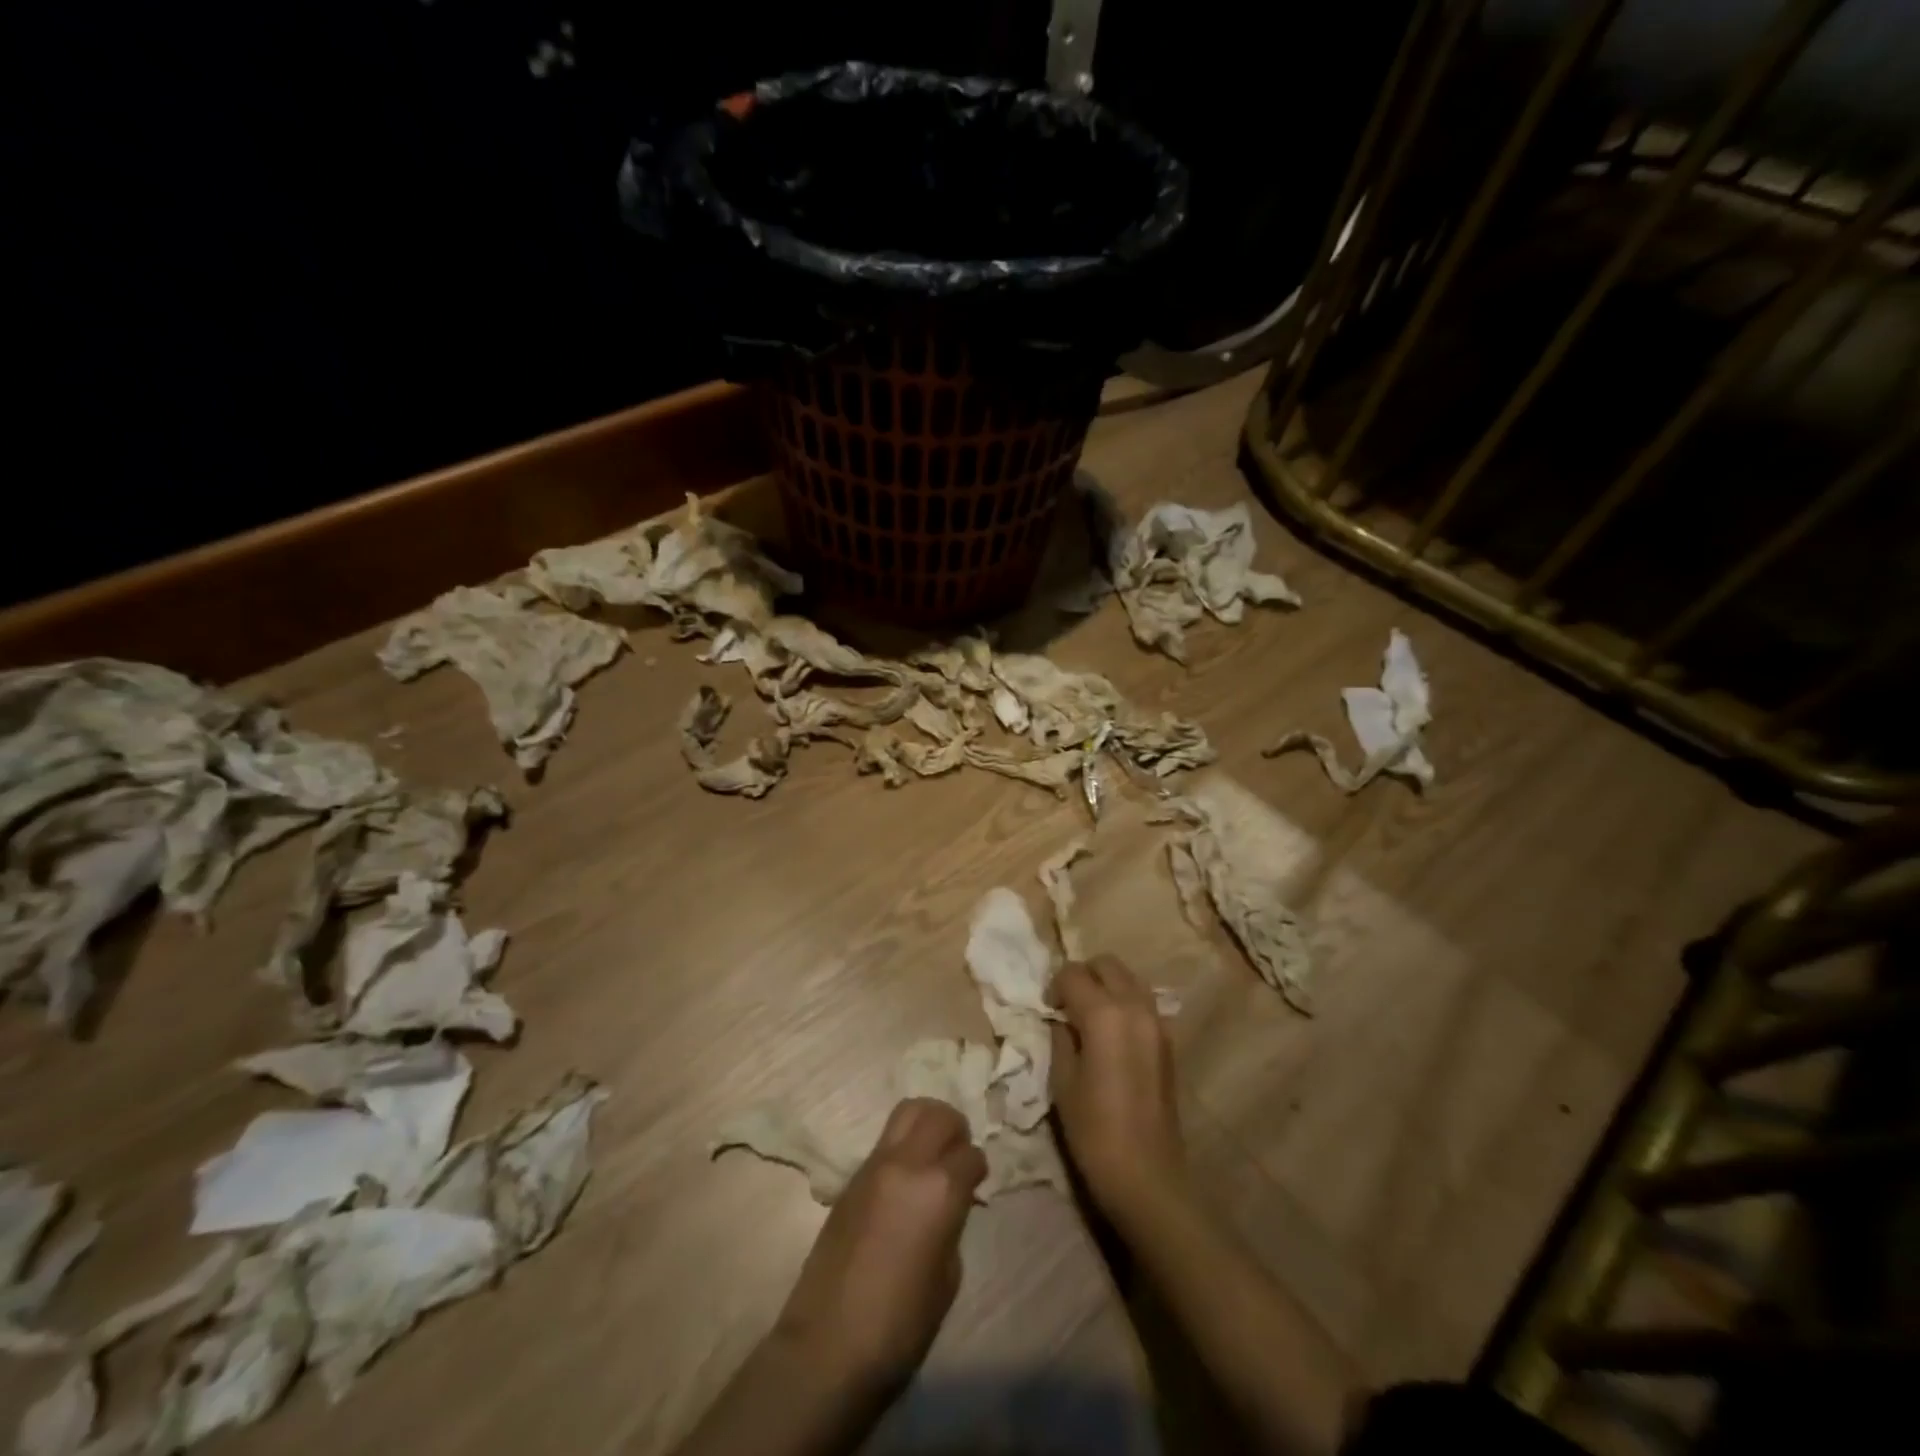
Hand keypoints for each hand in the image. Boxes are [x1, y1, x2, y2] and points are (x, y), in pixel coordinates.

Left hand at [772, 1098, 985, 1394]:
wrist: (828, 1344)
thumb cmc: (900, 1325)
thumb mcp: (947, 1278)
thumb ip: (952, 1224)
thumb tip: (950, 1205)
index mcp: (939, 1188)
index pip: (970, 1154)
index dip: (978, 1170)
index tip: (977, 1185)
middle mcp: (907, 1163)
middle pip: (938, 1114)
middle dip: (955, 1129)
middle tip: (958, 1157)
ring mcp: (874, 1165)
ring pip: (907, 1112)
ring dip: (926, 1124)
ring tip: (932, 1155)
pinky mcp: (850, 1178)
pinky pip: (885, 1141)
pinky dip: (902, 1146)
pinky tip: (904, 1181)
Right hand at [1049, 956, 1186, 1229]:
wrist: (1147, 1176)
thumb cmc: (1094, 1131)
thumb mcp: (1062, 1081)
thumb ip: (1060, 1038)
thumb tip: (1061, 1019)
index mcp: (1104, 1014)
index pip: (1073, 973)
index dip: (1054, 986)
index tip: (1047, 1009)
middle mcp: (1135, 1007)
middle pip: (1107, 964)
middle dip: (1083, 975)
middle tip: (1067, 1005)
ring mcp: (1157, 1022)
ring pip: (1129, 979)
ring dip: (1107, 986)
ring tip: (1090, 1017)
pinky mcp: (1168, 1041)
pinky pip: (1143, 1002)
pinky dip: (1125, 1003)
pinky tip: (1112, 1034)